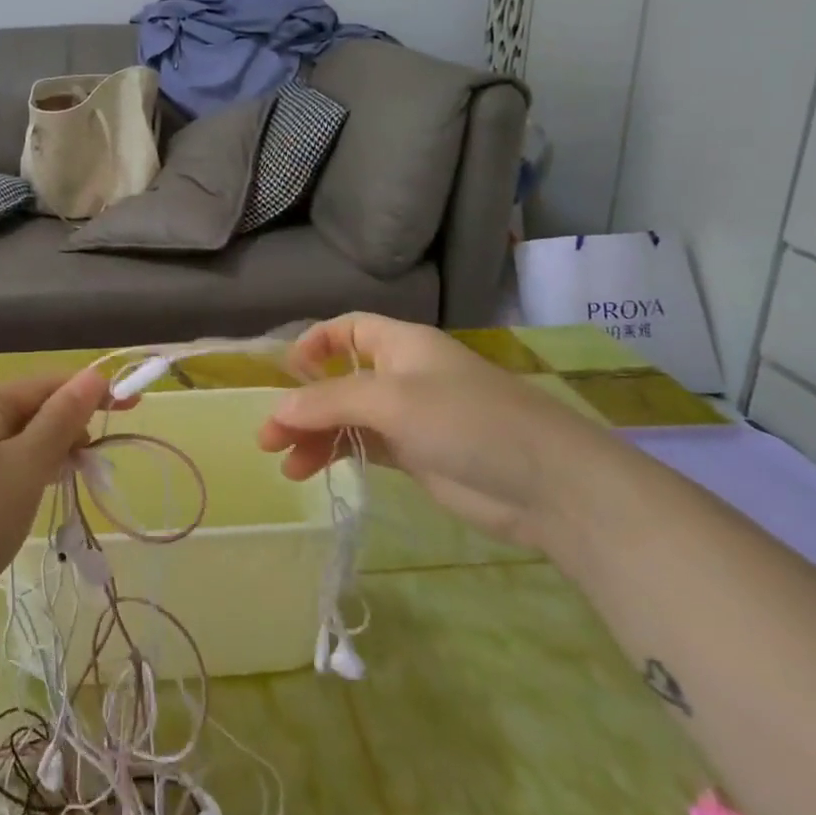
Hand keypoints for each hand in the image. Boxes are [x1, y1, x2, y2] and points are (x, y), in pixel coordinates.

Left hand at [0, 369, 108, 627]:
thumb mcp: (24, 468)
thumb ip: (61, 420)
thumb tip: (94, 374)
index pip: (49, 383)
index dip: (92, 394)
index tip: (134, 409)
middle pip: (33, 409)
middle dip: (70, 431)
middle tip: (96, 468)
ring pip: (17, 441)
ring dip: (49, 456)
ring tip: (69, 484)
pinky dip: (24, 476)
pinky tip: (32, 499)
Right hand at [257, 312, 601, 547]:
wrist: (547, 484)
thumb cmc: (467, 421)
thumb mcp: (391, 401)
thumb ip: (329, 403)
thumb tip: (277, 409)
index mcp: (401, 345)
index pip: (348, 330)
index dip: (314, 344)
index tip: (286, 374)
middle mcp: (402, 375)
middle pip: (339, 380)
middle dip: (302, 404)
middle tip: (268, 437)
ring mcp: (410, 417)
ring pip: (348, 418)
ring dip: (314, 435)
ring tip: (285, 464)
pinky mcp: (417, 455)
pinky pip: (364, 446)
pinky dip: (337, 454)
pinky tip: (312, 471)